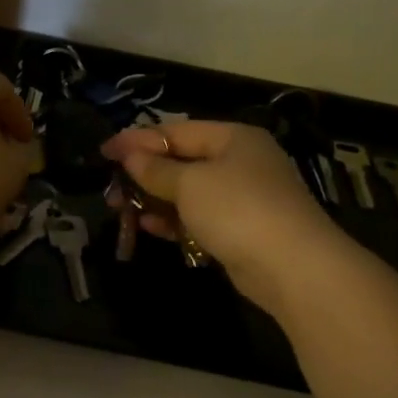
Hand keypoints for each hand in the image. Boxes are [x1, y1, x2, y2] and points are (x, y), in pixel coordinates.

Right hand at [100, 121, 347, 314]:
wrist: (292, 266)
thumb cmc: (237, 209)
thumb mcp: (190, 183)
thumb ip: (156, 169)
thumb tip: (131, 156)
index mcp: (233, 138)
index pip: (176, 131)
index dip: (137, 140)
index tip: (105, 151)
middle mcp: (240, 162)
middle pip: (182, 161)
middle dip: (144, 174)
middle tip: (111, 188)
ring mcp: (243, 198)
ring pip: (188, 193)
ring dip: (154, 200)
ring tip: (120, 209)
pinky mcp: (241, 230)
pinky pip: (199, 218)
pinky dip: (174, 221)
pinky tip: (148, 228)